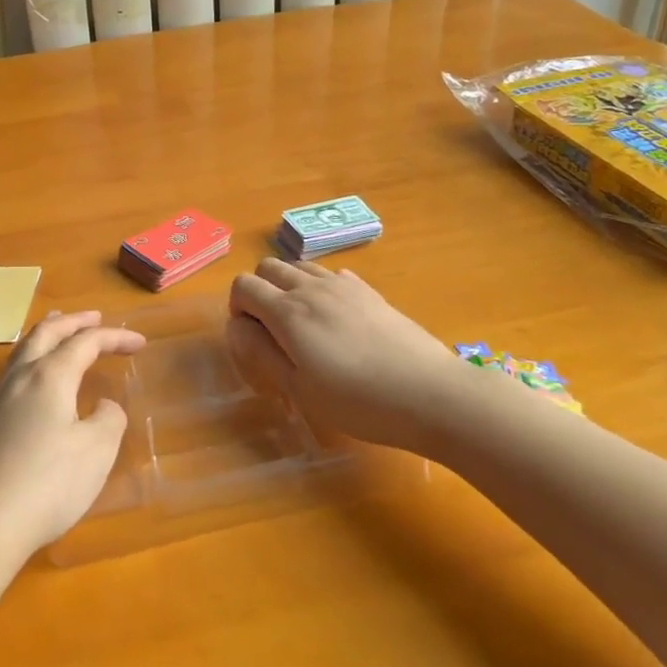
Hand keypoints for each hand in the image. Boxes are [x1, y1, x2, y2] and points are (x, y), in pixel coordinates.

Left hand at [0, 311, 144, 583]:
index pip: (85, 342)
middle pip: (46, 333)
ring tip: (60, 329)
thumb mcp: (96, 452)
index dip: (114, 337)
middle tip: (95, 317)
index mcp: (50, 375)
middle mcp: (21, 377)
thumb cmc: (47, 484)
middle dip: (74, 322)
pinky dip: (32, 358)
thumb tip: (102, 406)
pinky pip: (13, 371)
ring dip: (47, 334)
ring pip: (23, 349)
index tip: (139, 342)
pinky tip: (35, 377)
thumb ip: (108, 420)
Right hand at [228, 259, 465, 451]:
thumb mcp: (299, 388)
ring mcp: (343, 285)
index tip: (251, 338)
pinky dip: (320, 287)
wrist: (430, 393)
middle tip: (272, 330)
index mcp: (287, 311)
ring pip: (299, 266)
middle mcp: (311, 288)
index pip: (243, 285)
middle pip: (268, 267)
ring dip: (288, 286)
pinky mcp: (369, 291)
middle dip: (259, 291)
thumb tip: (236, 327)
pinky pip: (331, 274)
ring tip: (303, 324)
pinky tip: (336, 320)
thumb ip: (261, 353)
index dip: (238, 308)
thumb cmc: (358, 401)